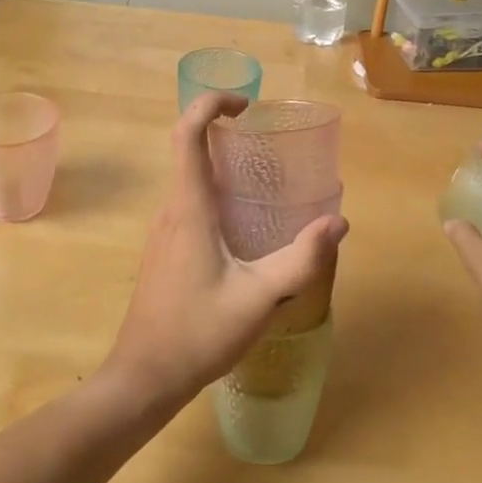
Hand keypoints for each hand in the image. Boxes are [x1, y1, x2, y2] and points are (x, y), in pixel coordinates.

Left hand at [100, 92, 348, 411]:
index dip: (211, 104)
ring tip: (264, 179)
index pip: (188, 133)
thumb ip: (300, 261)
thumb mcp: (258, 298)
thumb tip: (338, 222)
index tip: (246, 106)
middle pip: (189, 149)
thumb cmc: (197, 333)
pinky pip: (190, 203)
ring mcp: (164, 231)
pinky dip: (216, 192)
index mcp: (189, 208)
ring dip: (221, 165)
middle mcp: (171, 210)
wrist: (144, 378)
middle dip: (224, 132)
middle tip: (267, 141)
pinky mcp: (165, 250)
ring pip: (190, 178)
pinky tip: (245, 225)